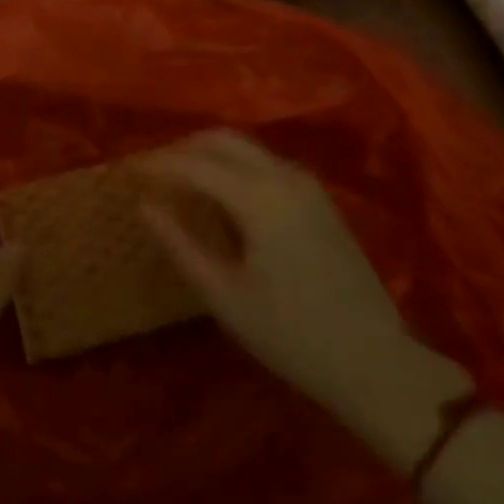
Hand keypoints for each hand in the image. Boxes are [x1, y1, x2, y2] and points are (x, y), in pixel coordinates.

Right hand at [140, 131, 468, 461]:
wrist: (376, 363)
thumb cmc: (292, 336)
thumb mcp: (225, 296)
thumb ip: (180, 244)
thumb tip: (145, 206)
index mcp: (258, 197)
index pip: (194, 164)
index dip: (157, 164)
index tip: (127, 171)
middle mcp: (283, 175)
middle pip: (221, 139)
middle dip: (182, 148)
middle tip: (152, 171)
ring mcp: (305, 183)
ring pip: (245, 147)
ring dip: (208, 154)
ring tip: (179, 180)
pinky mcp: (318, 197)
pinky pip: (264, 162)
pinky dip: (233, 165)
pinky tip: (220, 193)